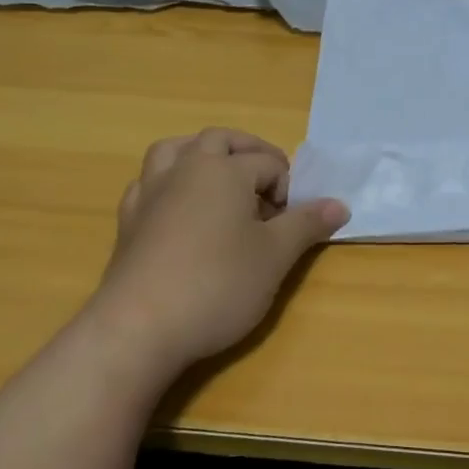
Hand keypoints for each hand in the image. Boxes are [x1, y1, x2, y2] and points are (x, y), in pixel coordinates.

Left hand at [89, 128, 348, 383]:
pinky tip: (179, 209)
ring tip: (220, 179)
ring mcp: (150, 192)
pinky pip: (149, 183)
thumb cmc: (217, 285)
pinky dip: (169, 184)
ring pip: (174, 150)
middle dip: (249, 153)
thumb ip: (307, 224)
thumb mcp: (275, 256)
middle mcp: (185, 168)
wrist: (139, 328)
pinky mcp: (128, 220)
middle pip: (220, 140)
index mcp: (224, 169)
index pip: (268, 164)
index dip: (288, 190)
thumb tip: (340, 204)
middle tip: (268, 184)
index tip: (294, 223)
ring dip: (201, 155)